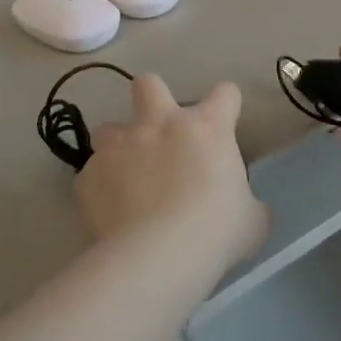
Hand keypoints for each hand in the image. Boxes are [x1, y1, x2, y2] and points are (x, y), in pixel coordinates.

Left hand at [75, 75, 268, 271]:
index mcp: (206, 128)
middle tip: (159, 132)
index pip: (225, 93)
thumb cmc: (216, 233)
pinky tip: (109, 214)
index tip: (225, 124)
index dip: (227, 105)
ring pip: (108, 129)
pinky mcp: (88, 175)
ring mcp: (118, 146)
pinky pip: (91, 175)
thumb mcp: (252, 221)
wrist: (158, 257)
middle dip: (151, 98)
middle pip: (148, 83)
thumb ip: (247, 204)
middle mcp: (159, 124)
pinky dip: (100, 189)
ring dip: (118, 147)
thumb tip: (243, 208)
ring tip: (125, 178)